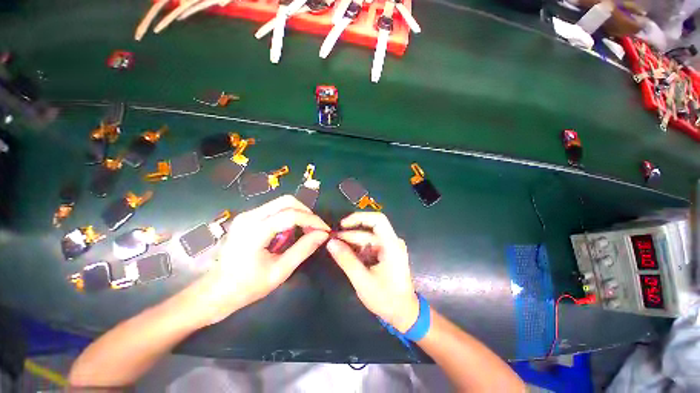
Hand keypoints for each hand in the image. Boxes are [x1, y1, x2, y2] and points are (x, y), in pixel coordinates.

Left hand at [194, 195, 329, 324]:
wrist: (216, 291)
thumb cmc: (247, 286)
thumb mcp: (280, 271)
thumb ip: (303, 249)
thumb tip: (322, 234)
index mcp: (255, 231)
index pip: (291, 215)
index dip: (312, 220)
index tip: (325, 230)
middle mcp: (250, 216)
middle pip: (287, 201)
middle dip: (306, 212)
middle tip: (316, 228)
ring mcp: (247, 215)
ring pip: (282, 202)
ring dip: (299, 213)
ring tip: (307, 230)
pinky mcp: (248, 217)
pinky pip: (275, 209)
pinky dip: (289, 215)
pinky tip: (293, 230)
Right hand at [327, 212, 418, 332]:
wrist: (404, 314)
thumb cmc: (386, 298)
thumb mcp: (362, 280)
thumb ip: (346, 260)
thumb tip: (330, 243)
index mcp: (391, 245)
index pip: (378, 220)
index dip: (359, 218)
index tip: (342, 224)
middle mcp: (392, 242)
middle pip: (369, 231)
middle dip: (349, 235)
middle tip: (331, 241)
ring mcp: (390, 248)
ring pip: (367, 238)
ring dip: (351, 243)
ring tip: (336, 249)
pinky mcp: (386, 254)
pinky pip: (369, 246)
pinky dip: (357, 250)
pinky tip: (346, 255)